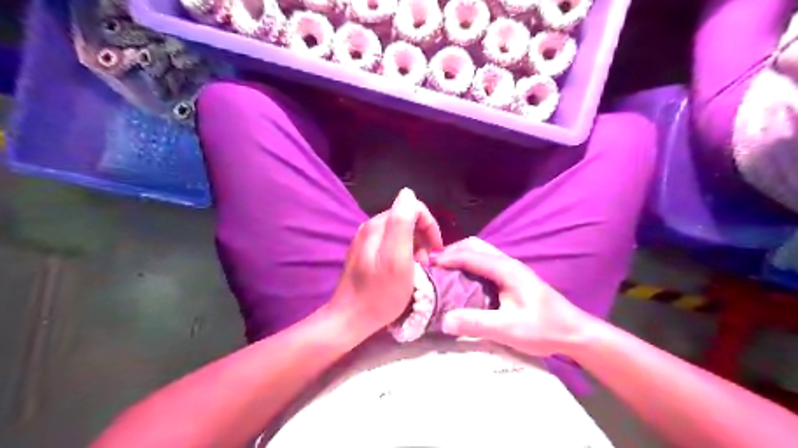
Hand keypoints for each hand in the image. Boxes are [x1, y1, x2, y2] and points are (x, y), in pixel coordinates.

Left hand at [330, 188, 441, 337]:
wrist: (350, 318)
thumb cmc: (380, 293)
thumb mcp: (397, 259)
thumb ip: (402, 223)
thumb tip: (408, 193)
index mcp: (378, 225)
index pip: (412, 208)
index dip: (429, 226)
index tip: (436, 250)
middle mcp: (370, 227)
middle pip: (405, 219)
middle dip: (422, 237)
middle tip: (427, 262)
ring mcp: (365, 240)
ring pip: (399, 232)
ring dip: (414, 246)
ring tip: (418, 268)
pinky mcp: (364, 253)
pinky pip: (390, 244)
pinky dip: (403, 253)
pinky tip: (404, 270)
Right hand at [430, 237, 591, 355]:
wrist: (575, 333)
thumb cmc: (545, 329)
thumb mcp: (509, 329)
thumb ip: (477, 323)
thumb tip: (444, 320)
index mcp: (507, 269)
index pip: (471, 255)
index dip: (447, 257)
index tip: (427, 264)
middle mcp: (508, 263)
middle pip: (474, 246)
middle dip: (452, 252)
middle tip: (432, 266)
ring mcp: (511, 269)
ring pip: (480, 253)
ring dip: (460, 256)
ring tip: (443, 270)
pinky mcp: (512, 278)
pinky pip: (484, 263)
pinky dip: (468, 264)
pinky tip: (462, 280)